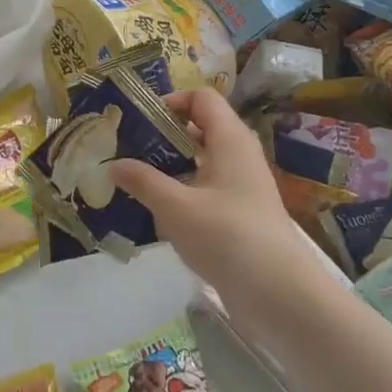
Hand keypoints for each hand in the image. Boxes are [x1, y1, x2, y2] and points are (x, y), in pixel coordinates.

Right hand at [107, 89, 321, 318]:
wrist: (279, 294)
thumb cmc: (227, 236)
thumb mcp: (175, 207)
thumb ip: (142, 181)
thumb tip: (112, 164)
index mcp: (230, 139)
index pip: (201, 98)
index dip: (170, 101)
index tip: (138, 121)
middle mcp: (239, 155)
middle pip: (200, 128)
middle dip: (163, 136)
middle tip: (127, 150)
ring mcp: (243, 186)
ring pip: (202, 162)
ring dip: (170, 167)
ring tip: (135, 181)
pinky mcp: (241, 214)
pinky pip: (207, 190)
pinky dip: (183, 193)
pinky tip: (158, 213)